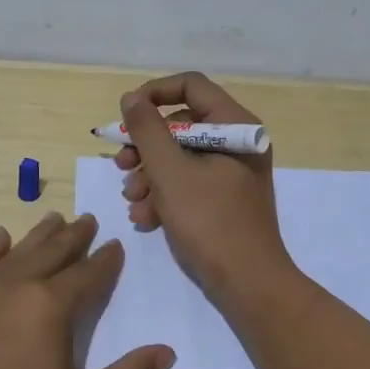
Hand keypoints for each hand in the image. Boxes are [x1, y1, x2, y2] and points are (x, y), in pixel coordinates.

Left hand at [0, 214, 174, 368]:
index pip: (87, 274)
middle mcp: (13, 285)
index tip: (116, 246)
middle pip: (52, 252)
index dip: (106, 260)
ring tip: (54, 219)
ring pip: (15, 251)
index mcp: (49, 307)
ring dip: (38, 235)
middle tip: (88, 220)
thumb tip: (166, 351)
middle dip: (74, 236)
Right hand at [115, 72, 293, 300]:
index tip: (126, 115)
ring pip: (180, 158)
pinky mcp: (224, 200)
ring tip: (133, 202)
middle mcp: (237, 143)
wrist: (248, 283)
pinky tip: (146, 220)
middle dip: (146, 147)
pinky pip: (189, 184)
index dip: (154, 93)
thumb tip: (132, 97)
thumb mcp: (170, 172)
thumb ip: (148, 130)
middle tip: (121, 166)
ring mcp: (232, 173)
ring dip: (149, 177)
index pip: (191, 85)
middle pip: (181, 124)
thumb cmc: (210, 221)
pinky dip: (165, 197)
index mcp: (235, 126)